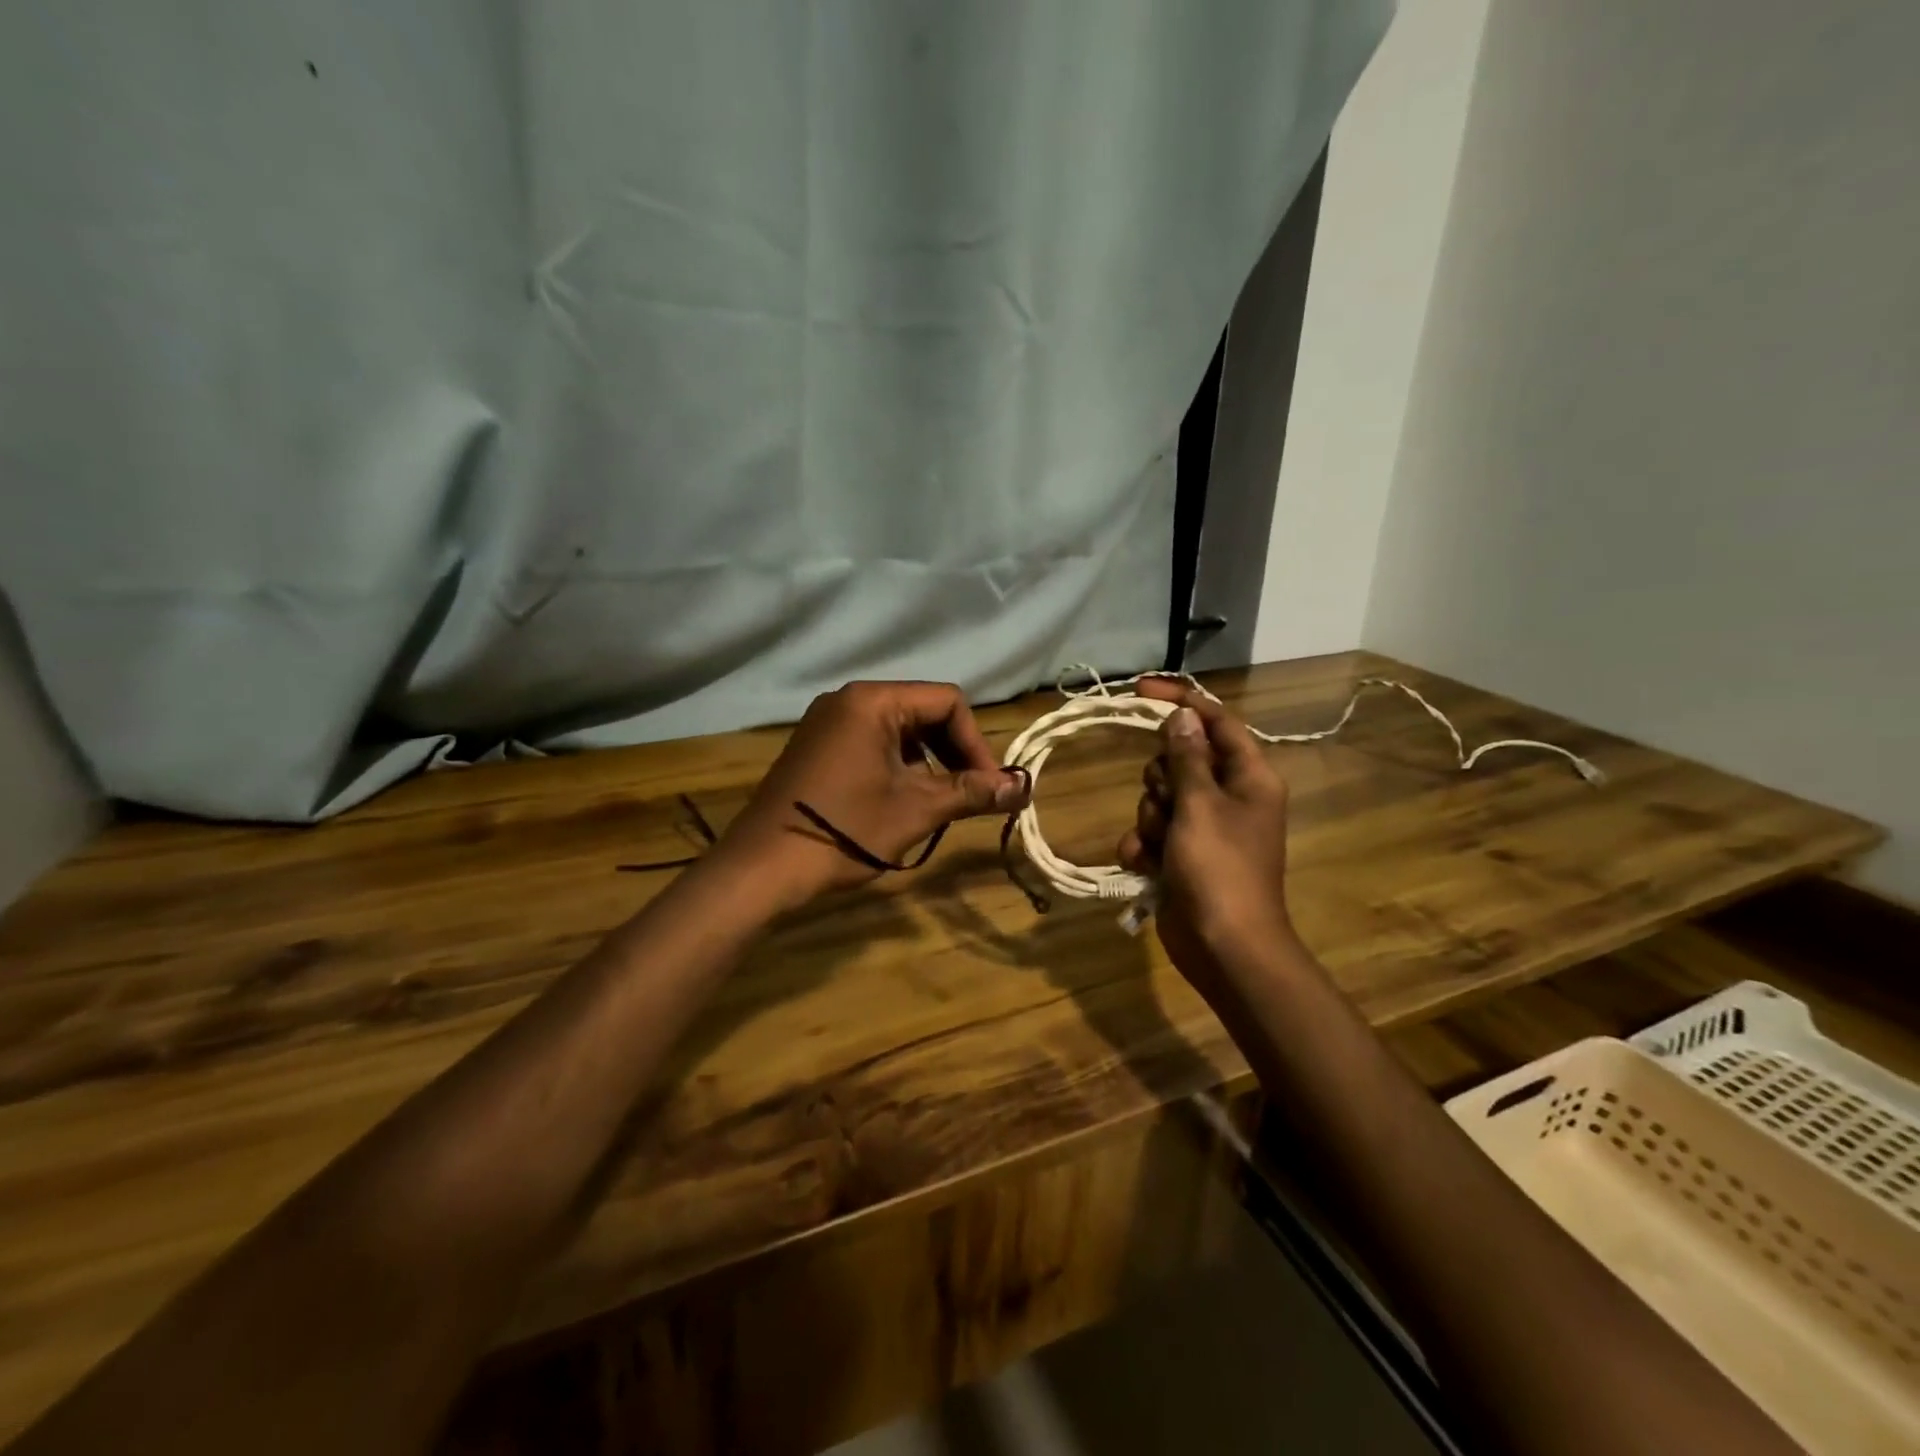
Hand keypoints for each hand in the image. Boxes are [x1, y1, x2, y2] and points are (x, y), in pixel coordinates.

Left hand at [717, 681, 1029, 906]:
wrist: (762, 868)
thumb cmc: (844, 830)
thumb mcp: (915, 811)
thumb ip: (972, 793)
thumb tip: (1025, 787)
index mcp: (872, 701)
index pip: (947, 701)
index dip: (976, 743)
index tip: (988, 786)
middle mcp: (847, 700)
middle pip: (922, 711)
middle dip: (953, 752)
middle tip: (969, 795)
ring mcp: (826, 722)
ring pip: (898, 729)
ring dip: (927, 762)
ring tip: (935, 803)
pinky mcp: (815, 746)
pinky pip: (870, 742)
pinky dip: (897, 766)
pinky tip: (898, 802)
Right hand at [1118, 680, 1297, 993]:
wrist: (1223, 947)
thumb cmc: (1219, 869)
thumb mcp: (1200, 805)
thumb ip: (1187, 757)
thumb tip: (1182, 717)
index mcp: (1249, 777)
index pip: (1216, 722)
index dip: (1181, 702)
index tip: (1140, 691)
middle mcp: (1228, 796)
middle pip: (1180, 759)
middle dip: (1161, 779)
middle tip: (1168, 803)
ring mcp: (1203, 828)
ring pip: (1160, 797)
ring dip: (1150, 817)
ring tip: (1161, 845)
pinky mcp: (1181, 854)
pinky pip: (1151, 832)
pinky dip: (1144, 846)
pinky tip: (1146, 865)